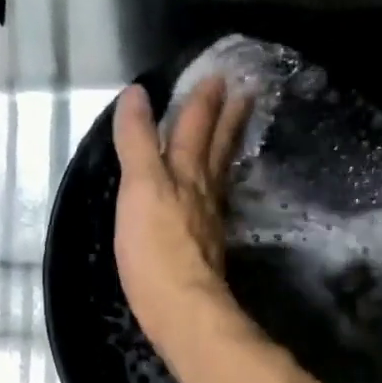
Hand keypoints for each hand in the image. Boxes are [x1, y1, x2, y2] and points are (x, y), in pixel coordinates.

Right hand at [112, 77, 254, 354]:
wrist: (181, 307)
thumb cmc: (155, 249)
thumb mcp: (138, 188)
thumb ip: (137, 142)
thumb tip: (137, 94)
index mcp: (183, 173)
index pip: (191, 129)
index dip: (200, 103)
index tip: (217, 75)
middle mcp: (202, 192)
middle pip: (215, 148)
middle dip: (226, 119)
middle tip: (245, 91)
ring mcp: (208, 221)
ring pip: (219, 174)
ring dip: (228, 148)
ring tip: (239, 127)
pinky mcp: (206, 248)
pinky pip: (215, 203)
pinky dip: (218, 187)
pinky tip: (217, 192)